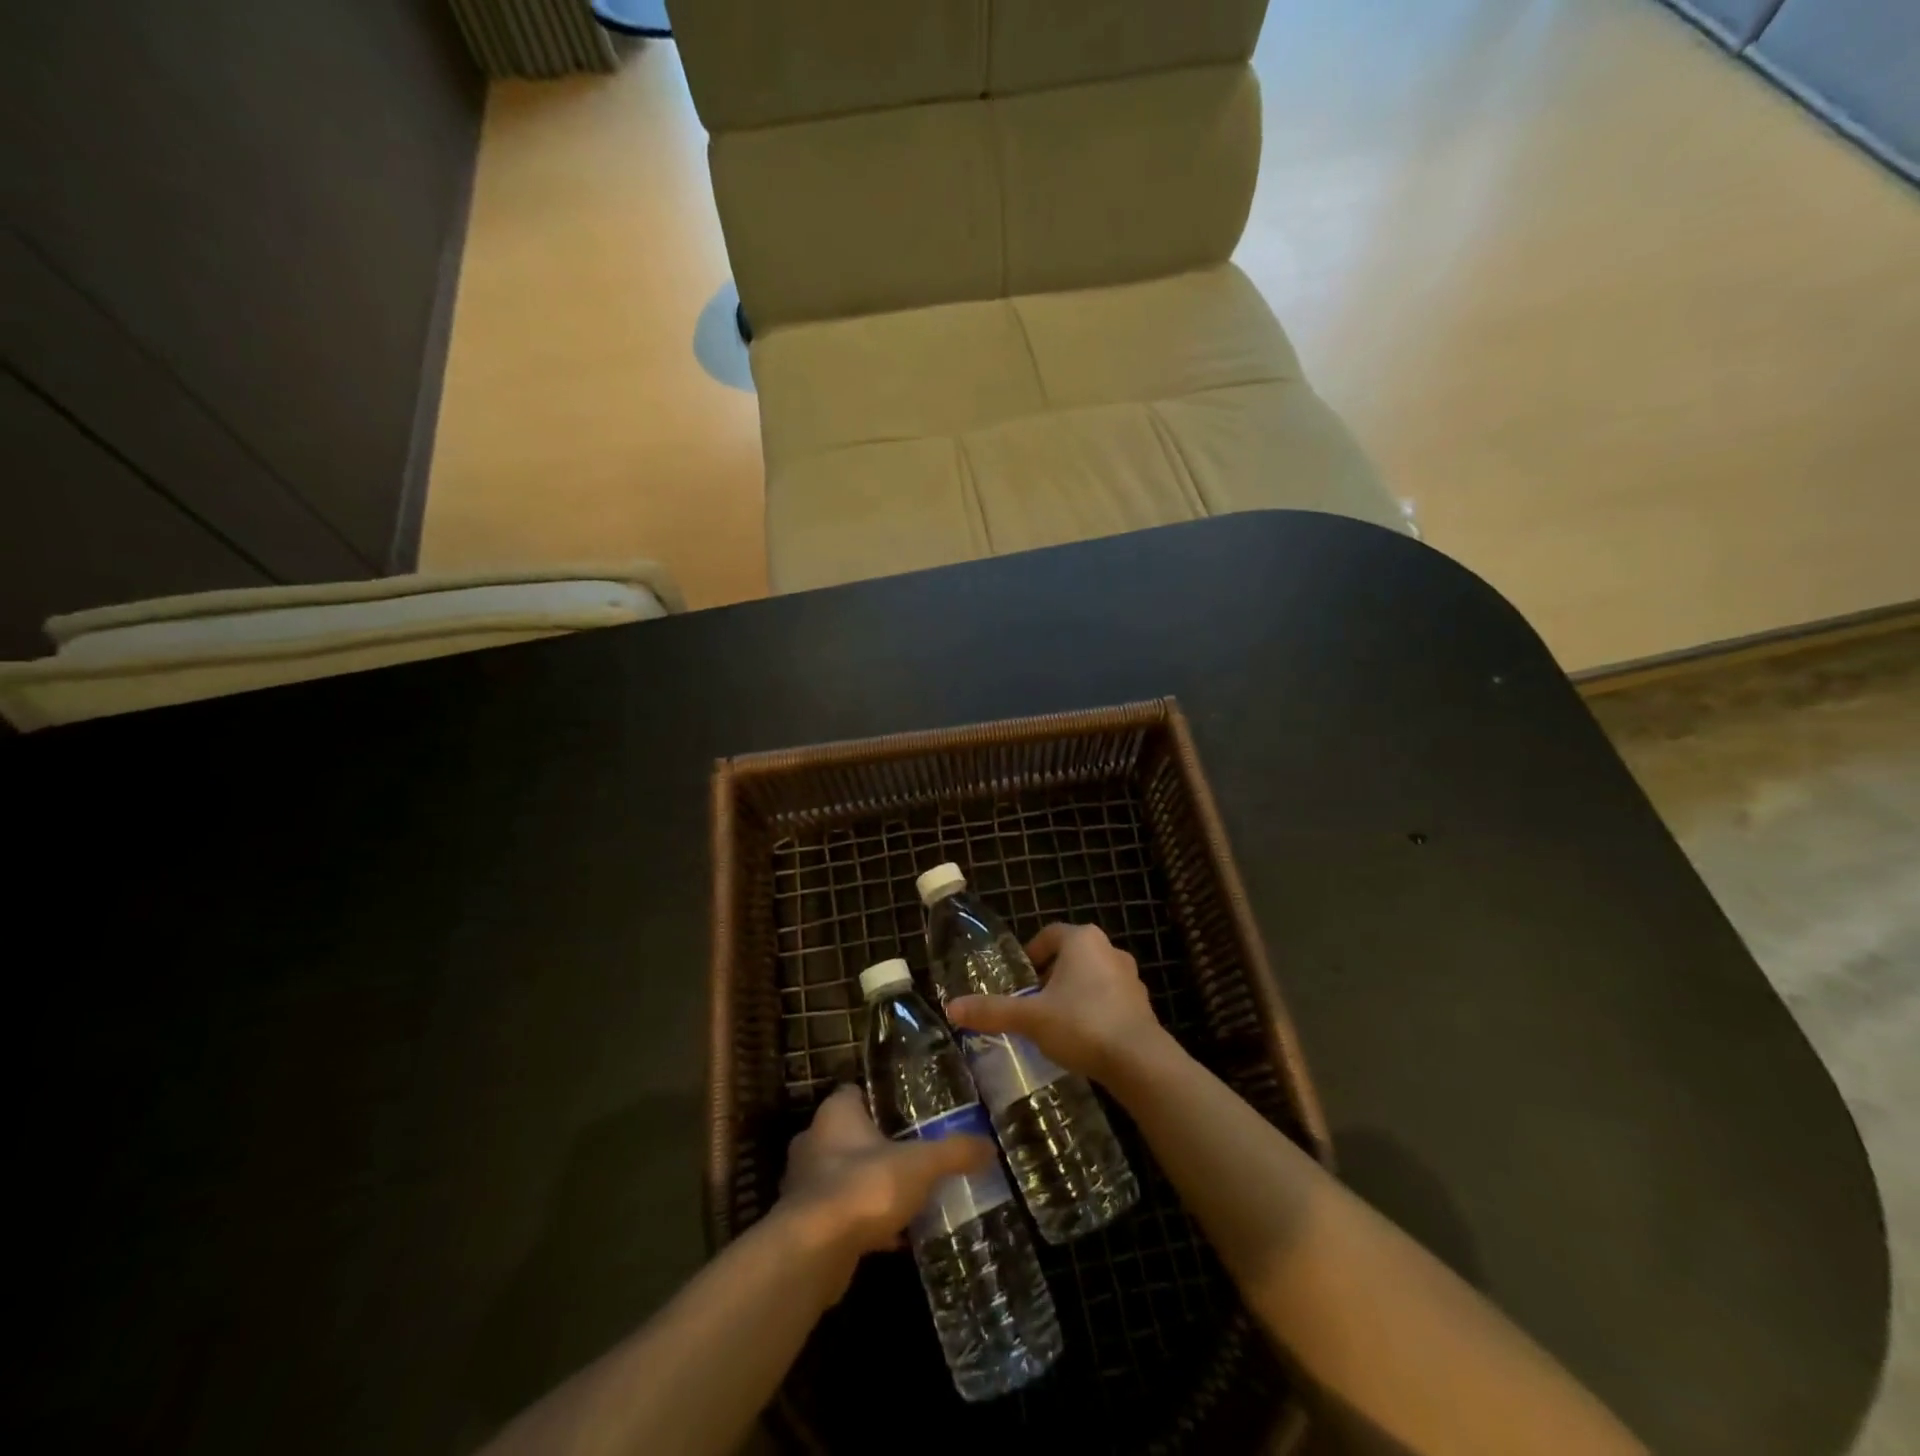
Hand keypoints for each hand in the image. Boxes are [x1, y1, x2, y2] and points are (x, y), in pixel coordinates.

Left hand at [777, 1085, 992, 1286]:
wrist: (813, 1253)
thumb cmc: (864, 1187)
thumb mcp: (920, 1165)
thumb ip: (954, 1152)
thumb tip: (990, 1146)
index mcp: (835, 1113)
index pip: (855, 1092)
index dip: (879, 1098)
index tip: (906, 1111)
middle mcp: (814, 1141)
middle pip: (849, 1134)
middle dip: (876, 1145)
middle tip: (912, 1153)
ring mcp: (804, 1185)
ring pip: (843, 1176)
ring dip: (868, 1185)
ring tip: (906, 1195)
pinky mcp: (804, 1225)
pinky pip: (841, 1214)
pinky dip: (863, 1221)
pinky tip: (893, 1237)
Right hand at [946, 922, 1168, 1085]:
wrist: (1139, 1061)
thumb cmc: (1081, 1024)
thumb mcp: (1030, 1018)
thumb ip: (992, 1011)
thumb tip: (952, 1008)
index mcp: (1082, 940)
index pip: (1049, 935)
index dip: (1031, 954)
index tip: (1019, 980)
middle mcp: (1109, 950)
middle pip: (1071, 956)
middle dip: (1050, 977)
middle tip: (1031, 1002)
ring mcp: (1130, 977)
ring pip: (1092, 977)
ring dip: (1073, 993)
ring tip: (1054, 1022)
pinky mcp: (1142, 1004)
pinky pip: (1109, 999)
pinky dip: (1093, 1010)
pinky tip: (1082, 1038)